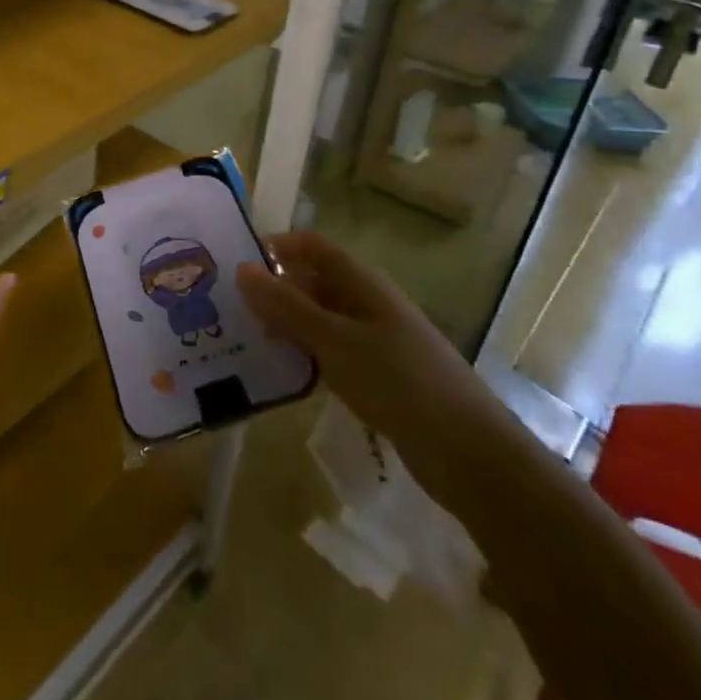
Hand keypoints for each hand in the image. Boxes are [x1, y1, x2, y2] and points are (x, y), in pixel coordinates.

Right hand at [235, 232, 516, 506]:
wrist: (469, 453)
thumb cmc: (398, 381)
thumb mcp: (334, 340)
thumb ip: (286, 306)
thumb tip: (242, 269)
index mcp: (363, 283)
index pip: (314, 247)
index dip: (278, 246)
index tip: (237, 260)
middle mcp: (369, 304)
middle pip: (315, 282)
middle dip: (275, 288)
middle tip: (231, 305)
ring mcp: (376, 341)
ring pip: (321, 320)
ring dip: (287, 324)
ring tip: (245, 338)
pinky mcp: (379, 377)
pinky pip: (332, 352)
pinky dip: (306, 354)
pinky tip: (281, 371)